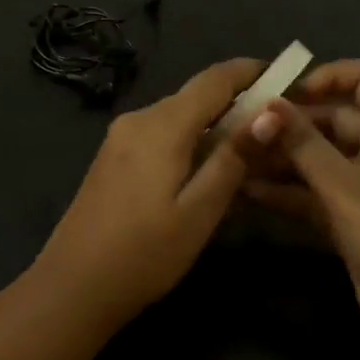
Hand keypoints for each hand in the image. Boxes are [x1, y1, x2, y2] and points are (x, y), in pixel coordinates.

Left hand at [35, 58, 263, 325]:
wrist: (72, 287)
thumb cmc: (143, 255)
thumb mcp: (199, 212)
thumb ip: (233, 159)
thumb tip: (269, 114)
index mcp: (161, 125)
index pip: (215, 79)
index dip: (252, 71)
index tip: (287, 76)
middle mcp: (139, 118)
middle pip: (197, 95)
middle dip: (238, 103)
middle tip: (278, 125)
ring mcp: (121, 137)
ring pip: (179, 115)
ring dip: (214, 124)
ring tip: (251, 150)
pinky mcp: (113, 156)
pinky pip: (161, 133)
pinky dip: (190, 140)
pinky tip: (207, 168)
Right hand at [244, 60, 359, 356]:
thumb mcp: (346, 187)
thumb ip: (303, 144)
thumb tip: (265, 105)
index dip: (329, 76)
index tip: (287, 91)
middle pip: (333, 117)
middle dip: (290, 121)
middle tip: (242, 126)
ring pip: (318, 155)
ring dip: (281, 155)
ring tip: (235, 155)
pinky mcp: (349, 214)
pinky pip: (312, 189)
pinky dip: (285, 188)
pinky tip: (246, 189)